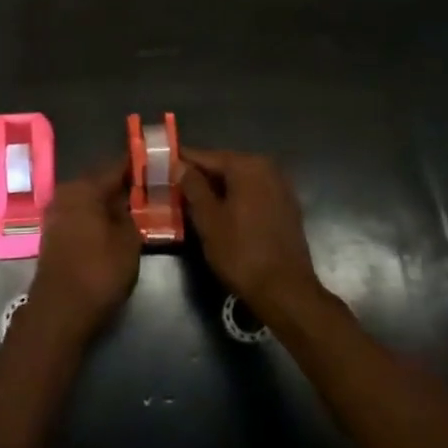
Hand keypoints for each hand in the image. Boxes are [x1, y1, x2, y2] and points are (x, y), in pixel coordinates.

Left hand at [25, 158, 140, 343]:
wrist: (59, 311)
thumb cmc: (98, 272)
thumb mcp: (128, 242)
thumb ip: (130, 215)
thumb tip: (128, 200)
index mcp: (85, 187)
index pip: (115, 168)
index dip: (135, 166)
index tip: (154, 165)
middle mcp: (65, 193)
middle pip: (99, 182)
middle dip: (121, 186)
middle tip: (146, 190)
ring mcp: (55, 213)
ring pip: (88, 199)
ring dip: (107, 203)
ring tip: (133, 210)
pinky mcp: (52, 233)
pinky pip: (79, 215)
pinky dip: (95, 217)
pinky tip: (111, 227)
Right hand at [180, 150, 324, 324]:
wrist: (287, 292)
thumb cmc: (242, 252)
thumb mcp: (209, 219)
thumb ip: (193, 187)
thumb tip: (179, 165)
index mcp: (247, 165)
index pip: (205, 156)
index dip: (181, 162)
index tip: (160, 167)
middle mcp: (267, 168)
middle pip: (224, 166)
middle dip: (200, 177)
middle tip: (174, 189)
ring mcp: (280, 187)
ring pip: (239, 181)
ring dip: (218, 190)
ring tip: (193, 203)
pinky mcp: (286, 207)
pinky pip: (253, 194)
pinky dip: (236, 200)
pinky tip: (221, 214)